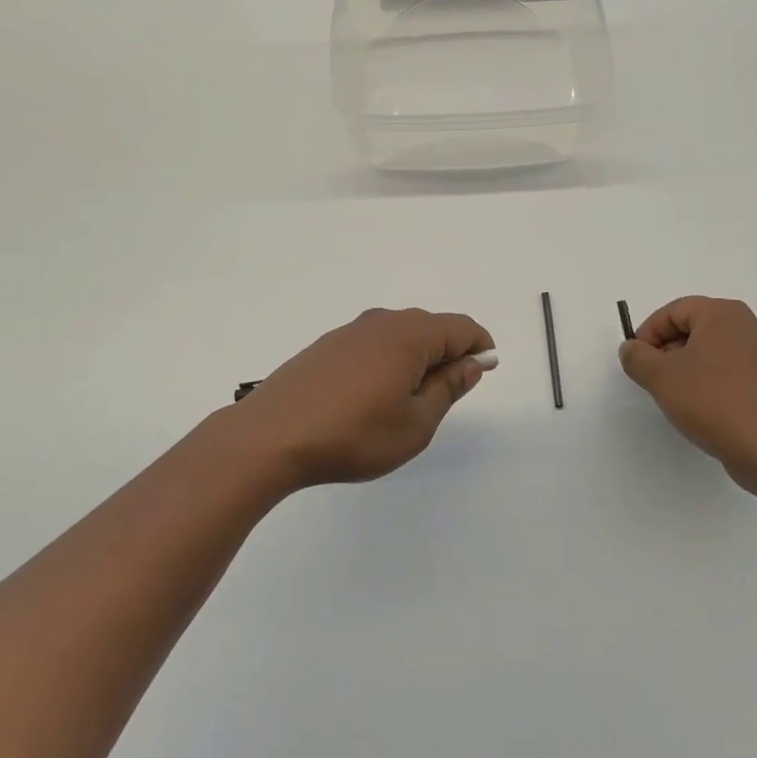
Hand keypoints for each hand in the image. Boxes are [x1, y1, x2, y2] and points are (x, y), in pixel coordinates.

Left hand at [229, 309, 495, 489]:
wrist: (272, 436)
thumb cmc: (354, 434)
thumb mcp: (415, 423)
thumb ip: (448, 388)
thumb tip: (471, 363)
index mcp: (410, 335)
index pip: (461, 327)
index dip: (479, 347)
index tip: (484, 373)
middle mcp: (382, 321)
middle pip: (430, 327)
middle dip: (448, 355)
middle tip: (445, 397)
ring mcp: (350, 331)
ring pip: (399, 335)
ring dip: (416, 359)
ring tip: (407, 402)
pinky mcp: (326, 346)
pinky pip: (372, 344)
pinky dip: (387, 361)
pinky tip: (372, 396)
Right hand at [619, 296, 756, 496]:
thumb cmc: (711, 400)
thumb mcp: (660, 376)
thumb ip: (636, 357)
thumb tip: (632, 349)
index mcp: (724, 314)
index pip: (674, 312)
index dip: (648, 333)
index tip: (637, 360)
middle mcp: (750, 325)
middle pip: (696, 328)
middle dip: (669, 350)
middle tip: (653, 377)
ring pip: (715, 351)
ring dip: (690, 367)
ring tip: (677, 396)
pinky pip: (734, 372)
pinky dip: (714, 382)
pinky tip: (705, 408)